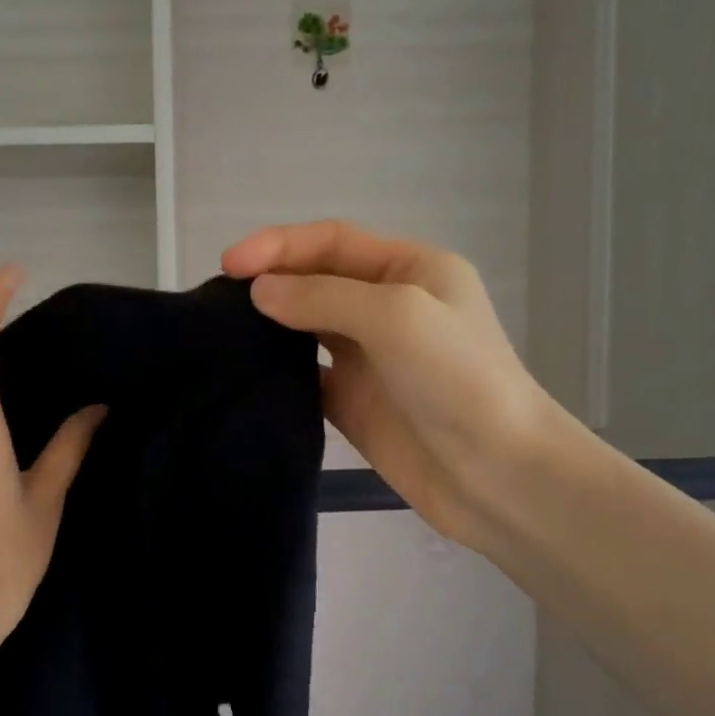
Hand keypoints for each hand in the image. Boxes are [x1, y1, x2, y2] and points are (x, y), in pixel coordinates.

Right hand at [222, 221, 591, 554]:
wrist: (497, 474)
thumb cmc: (458, 378)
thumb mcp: (397, 316)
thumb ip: (324, 296)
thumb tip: (260, 291)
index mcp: (410, 269)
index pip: (332, 241)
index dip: (278, 245)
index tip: (229, 264)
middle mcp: (388, 307)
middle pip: (317, 280)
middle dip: (270, 281)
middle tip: (217, 299)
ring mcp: (370, 359)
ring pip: (307, 328)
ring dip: (270, 325)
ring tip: (222, 330)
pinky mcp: (355, 404)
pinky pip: (307, 377)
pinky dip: (278, 371)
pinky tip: (247, 373)